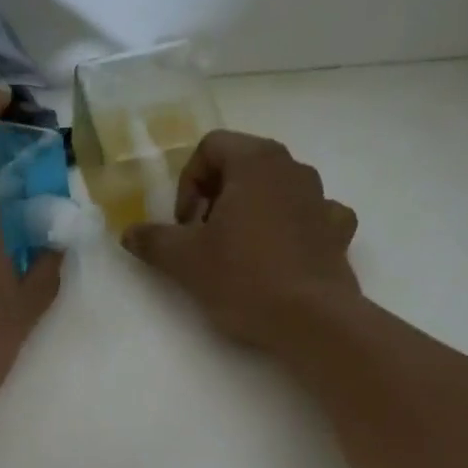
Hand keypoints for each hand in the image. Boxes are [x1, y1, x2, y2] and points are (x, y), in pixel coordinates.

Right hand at [121, 130, 359, 352]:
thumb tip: (129, 233)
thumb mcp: (184, 261)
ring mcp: (321, 198)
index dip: (188, 184)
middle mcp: (293, 168)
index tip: (184, 225)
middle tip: (203, 239)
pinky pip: (309, 217)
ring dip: (251, 212)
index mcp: (256, 161)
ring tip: (238, 253)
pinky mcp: (338, 232)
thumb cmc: (243, 278)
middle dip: (216, 198)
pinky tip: (280, 257)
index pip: (211, 147)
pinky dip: (290, 230)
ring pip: (275, 191)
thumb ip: (153, 240)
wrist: (311, 320)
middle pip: (243, 166)